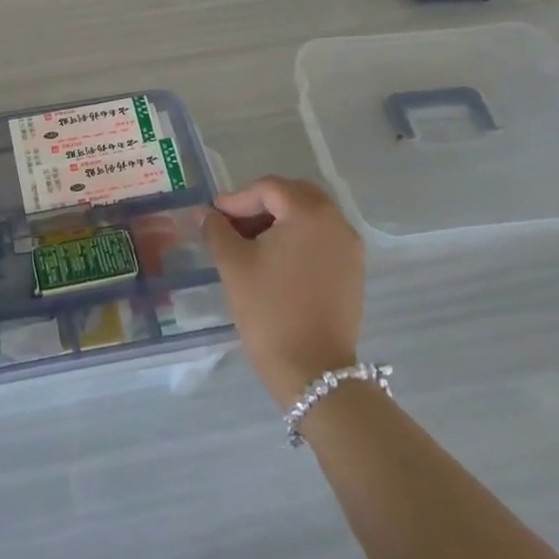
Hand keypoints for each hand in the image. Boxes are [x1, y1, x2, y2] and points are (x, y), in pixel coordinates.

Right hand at [202, 177, 365, 408]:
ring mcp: (350, 248)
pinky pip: (322, 238)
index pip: (268, 188)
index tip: (214, 218)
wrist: (313, 370)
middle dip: (261, 204)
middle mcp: (336, 223)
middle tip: (233, 225)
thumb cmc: (269, 309)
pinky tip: (275, 261)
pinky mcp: (353, 271)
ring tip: (251, 244)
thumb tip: (204, 212)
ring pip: (310, 216)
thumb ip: (216, 229)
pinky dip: (298, 238)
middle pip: (294, 195)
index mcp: (309, 214)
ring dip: (280, 221)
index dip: (237, 199)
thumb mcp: (233, 264)